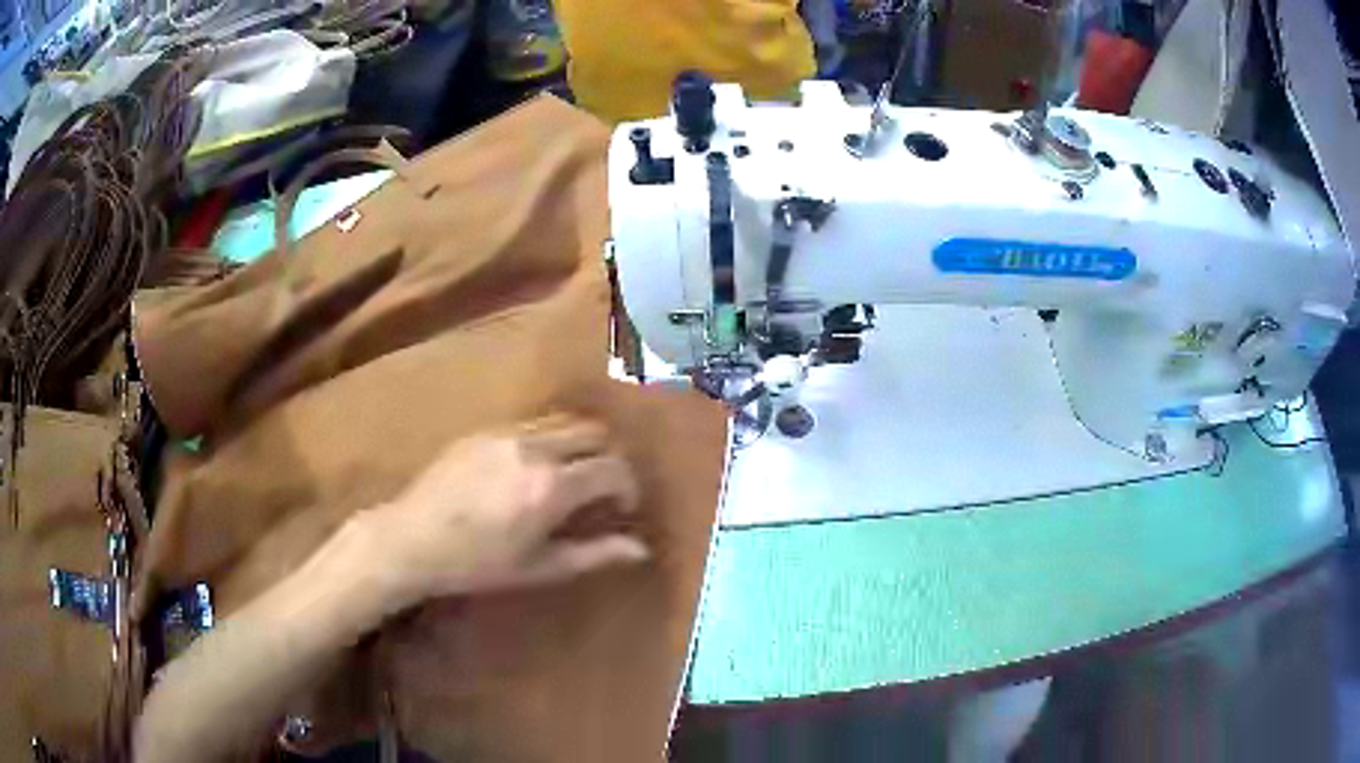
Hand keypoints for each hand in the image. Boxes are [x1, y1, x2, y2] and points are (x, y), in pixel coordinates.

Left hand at [363, 415, 647, 605]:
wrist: (412, 539)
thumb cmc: (478, 564)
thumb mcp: (540, 567)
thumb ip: (594, 553)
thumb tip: (640, 548)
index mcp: (552, 486)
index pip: (613, 468)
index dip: (627, 487)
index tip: (621, 508)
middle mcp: (535, 448)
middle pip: (594, 432)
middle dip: (608, 458)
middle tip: (600, 489)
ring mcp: (506, 432)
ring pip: (563, 422)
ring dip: (578, 445)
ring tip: (568, 477)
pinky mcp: (484, 429)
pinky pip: (531, 424)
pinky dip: (547, 440)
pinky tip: (530, 471)